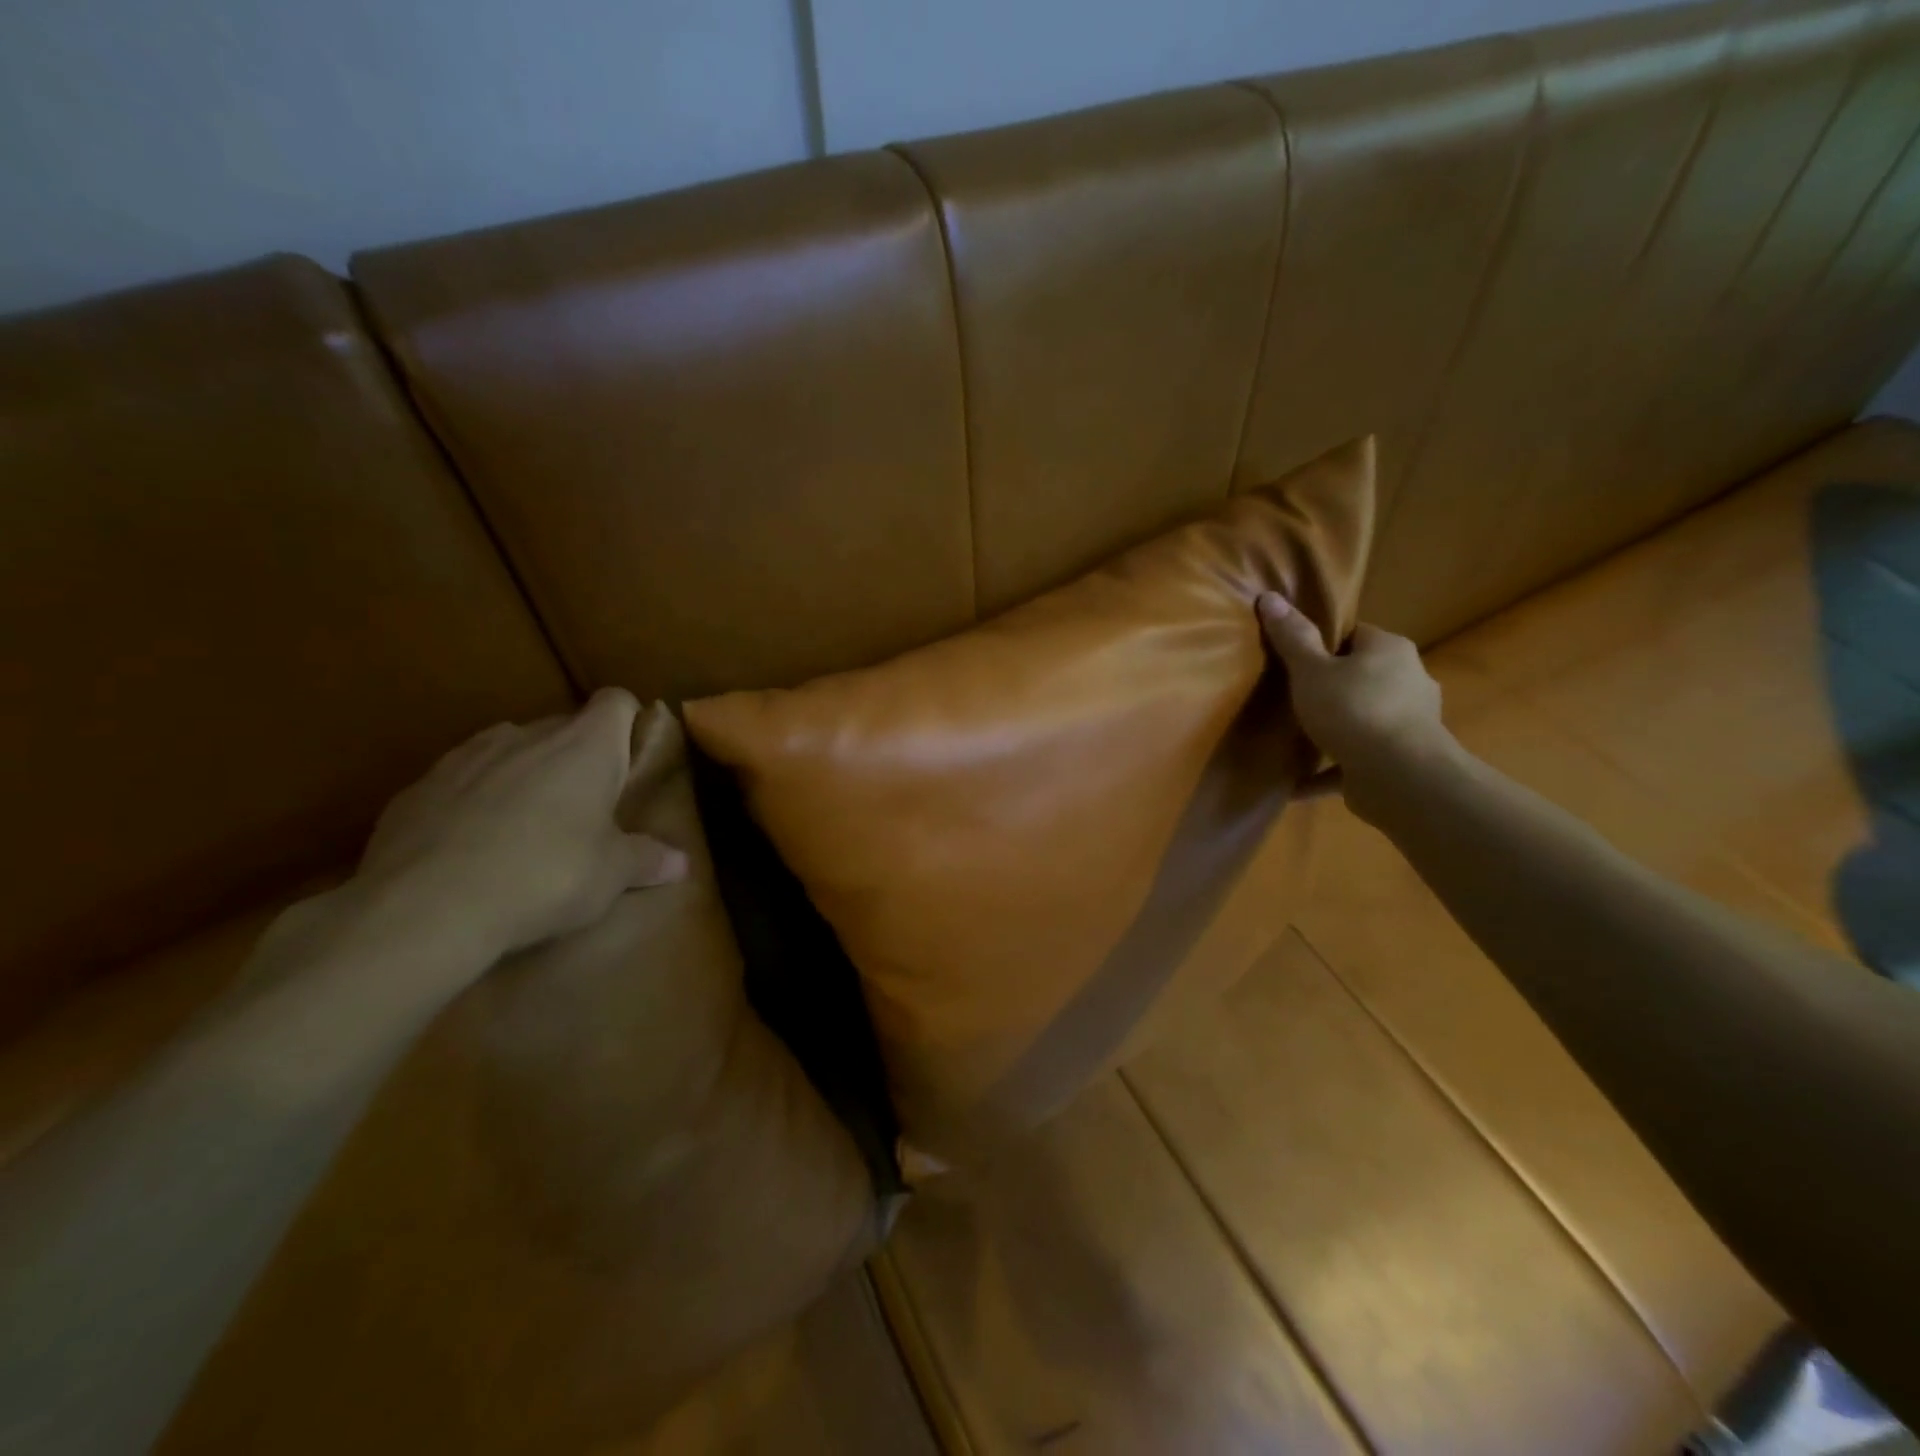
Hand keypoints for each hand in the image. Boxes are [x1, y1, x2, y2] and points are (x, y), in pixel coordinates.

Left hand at [357, 687, 686, 959]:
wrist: (425, 907)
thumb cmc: (546, 876)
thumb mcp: (611, 875)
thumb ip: (648, 859)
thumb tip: (681, 862)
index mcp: (586, 746)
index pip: (616, 701)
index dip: (628, 722)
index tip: (631, 758)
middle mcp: (529, 735)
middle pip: (564, 725)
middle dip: (578, 755)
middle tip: (588, 804)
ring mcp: (467, 756)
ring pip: (510, 746)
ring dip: (525, 771)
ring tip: (529, 821)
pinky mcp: (418, 786)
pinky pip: (461, 778)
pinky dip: (475, 798)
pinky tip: (472, 843)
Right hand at [1256, 593, 1458, 822]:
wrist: (1400, 777)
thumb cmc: (1354, 710)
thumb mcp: (1311, 670)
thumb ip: (1291, 638)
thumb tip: (1269, 596)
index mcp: (1390, 650)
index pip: (1356, 635)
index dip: (1324, 643)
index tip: (1294, 656)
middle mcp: (1408, 680)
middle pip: (1362, 676)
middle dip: (1330, 686)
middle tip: (1291, 695)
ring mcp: (1408, 723)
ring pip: (1364, 718)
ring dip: (1336, 727)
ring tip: (1298, 737)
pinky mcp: (1399, 760)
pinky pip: (1356, 760)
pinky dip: (1331, 769)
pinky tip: (1297, 784)